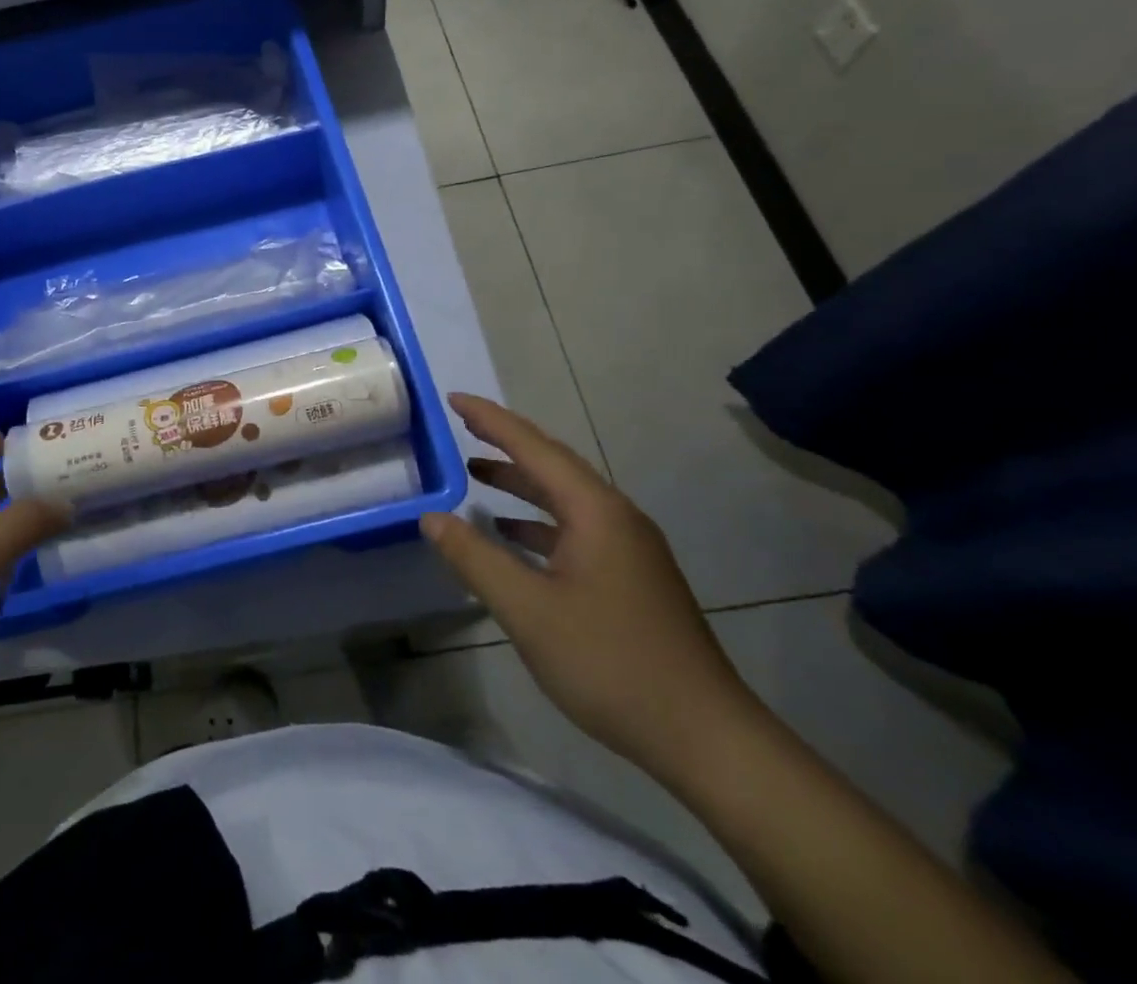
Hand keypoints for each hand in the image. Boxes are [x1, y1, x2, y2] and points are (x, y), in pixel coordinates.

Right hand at [420, 393, 760, 780]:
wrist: (705, 737)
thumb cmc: (610, 663)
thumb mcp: (528, 610)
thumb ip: (475, 558)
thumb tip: (431, 517)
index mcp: (595, 511)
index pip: (533, 447)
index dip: (490, 420)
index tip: (452, 399)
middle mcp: (615, 517)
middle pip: (552, 464)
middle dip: (505, 442)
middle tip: (461, 425)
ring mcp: (628, 548)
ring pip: (564, 498)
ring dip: (520, 482)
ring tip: (475, 473)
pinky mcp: (631, 577)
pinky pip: (574, 528)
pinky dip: (537, 521)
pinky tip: (511, 536)